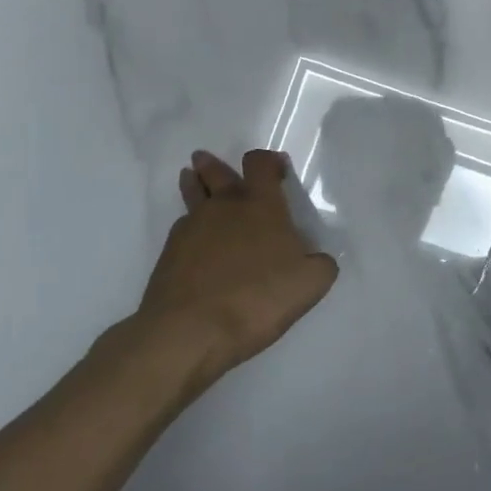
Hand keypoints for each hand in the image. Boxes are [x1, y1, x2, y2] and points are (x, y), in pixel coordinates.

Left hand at [132, 149, 337, 379]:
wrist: (190, 331)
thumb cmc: (257, 298)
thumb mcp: (310, 284)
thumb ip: (321, 265)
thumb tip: (317, 258)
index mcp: (261, 205)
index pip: (260, 164)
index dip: (268, 161)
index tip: (276, 168)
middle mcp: (224, 207)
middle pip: (217, 173)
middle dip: (214, 165)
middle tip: (206, 159)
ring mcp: (192, 227)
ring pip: (193, 195)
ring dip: (193, 184)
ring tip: (189, 177)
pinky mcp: (169, 253)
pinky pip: (182, 228)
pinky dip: (189, 227)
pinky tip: (193, 239)